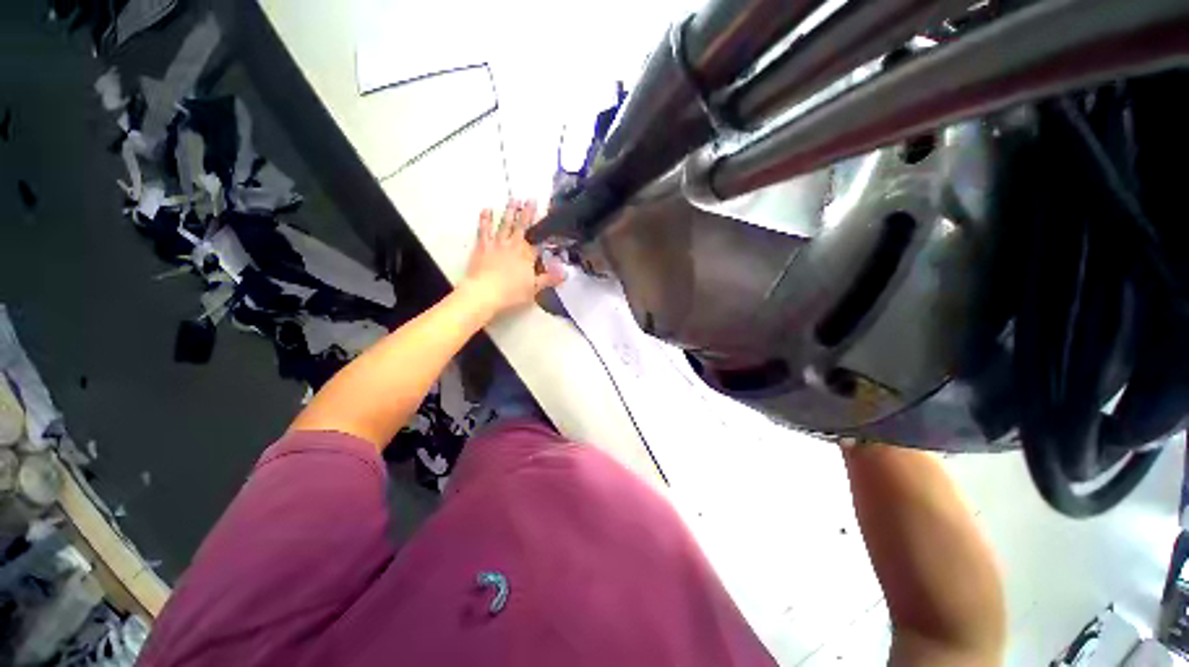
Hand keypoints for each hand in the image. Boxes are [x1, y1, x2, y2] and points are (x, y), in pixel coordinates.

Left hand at [459, 199, 565, 317]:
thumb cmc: (511, 292)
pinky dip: (485, 219)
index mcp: (527, 254)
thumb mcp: (534, 288)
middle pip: (522, 226)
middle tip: (531, 199)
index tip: (551, 220)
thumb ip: (549, 279)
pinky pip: (484, 229)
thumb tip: (566, 273)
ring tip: (514, 199)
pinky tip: (486, 209)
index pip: (539, 240)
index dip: (545, 231)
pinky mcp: (482, 246)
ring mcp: (497, 244)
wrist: (484, 293)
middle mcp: (513, 244)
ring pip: (505, 224)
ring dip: (510, 211)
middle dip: (527, 212)